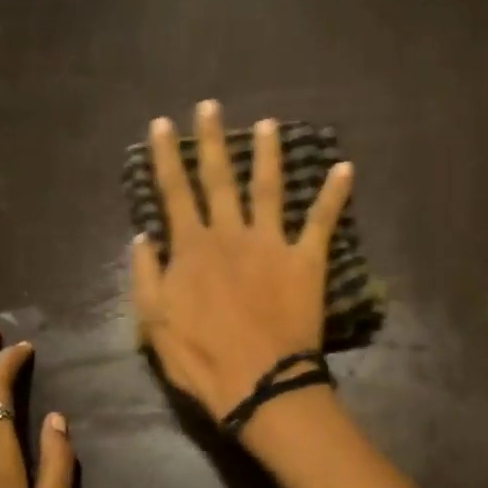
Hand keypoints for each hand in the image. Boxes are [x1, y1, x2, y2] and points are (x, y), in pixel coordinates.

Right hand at [131, 100, 352, 423]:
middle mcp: (231, 234)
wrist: (258, 381)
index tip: (161, 124)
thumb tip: (142, 237)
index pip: (174, 192)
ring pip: (268, 188)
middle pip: (219, 178)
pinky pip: (321, 221)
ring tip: (269, 125)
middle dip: (211, 140)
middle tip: (210, 106)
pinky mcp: (306, 260)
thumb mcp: (154, 322)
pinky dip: (334, 194)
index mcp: (192, 248)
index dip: (165, 157)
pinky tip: (345, 168)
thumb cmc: (201, 358)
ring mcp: (271, 243)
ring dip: (268, 154)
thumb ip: (146, 276)